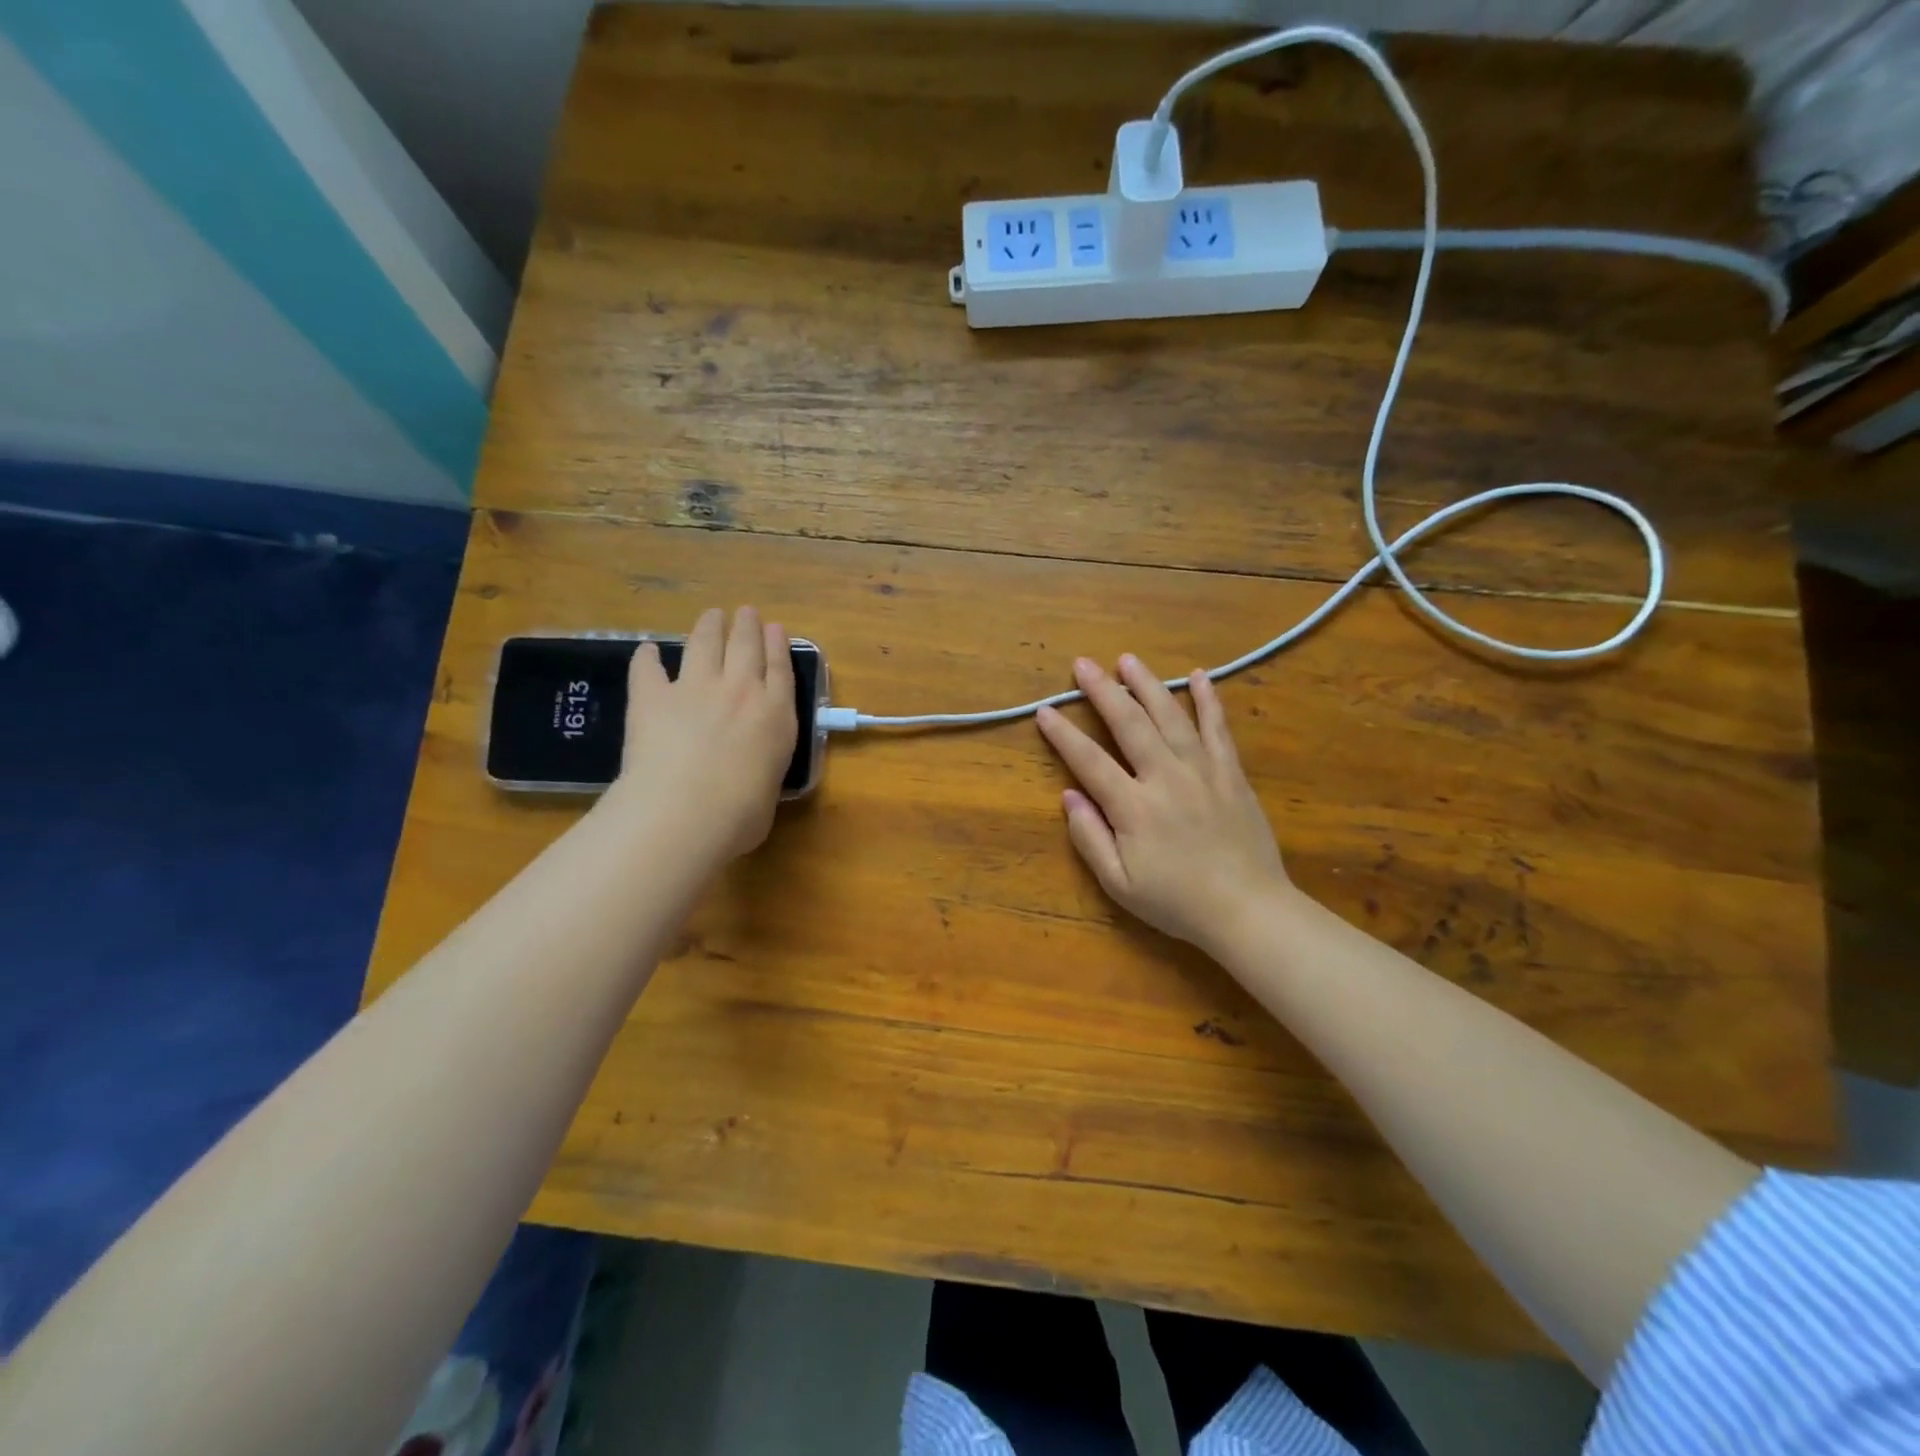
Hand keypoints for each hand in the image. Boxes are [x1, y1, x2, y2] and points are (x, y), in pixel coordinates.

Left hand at [609, 607, 796, 862]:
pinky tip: (647, 651)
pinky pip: (648, 669)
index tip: (776, 628)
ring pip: (705, 644)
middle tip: (745, 613)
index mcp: (776, 715)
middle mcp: (740, 691)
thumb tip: (751, 776)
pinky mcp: (652, 697)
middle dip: (747, 626)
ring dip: (709, 627)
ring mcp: (695, 689)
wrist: (687, 810)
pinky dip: (647, 658)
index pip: (781, 669)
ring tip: (711, 616)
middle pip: (746, 646)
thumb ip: (763, 771)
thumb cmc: (740, 815)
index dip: (778, 645)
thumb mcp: (769, 791)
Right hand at [1037, 655, 1292, 956]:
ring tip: (1128, 660)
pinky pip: (1218, 728)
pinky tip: (1199, 676)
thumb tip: (1069, 795)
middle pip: (1129, 724)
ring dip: (1147, 684)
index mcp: (1134, 807)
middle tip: (1083, 664)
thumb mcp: (1119, 884)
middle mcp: (1166, 778)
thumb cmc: (1177, 902)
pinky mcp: (1231, 773)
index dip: (1063, 734)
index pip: (1089, 760)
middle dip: (1103, 691)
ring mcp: (1203, 771)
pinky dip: (1208, 700)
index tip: (1045, 710)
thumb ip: (1090, 838)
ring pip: (1171, 716)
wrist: (1248, 910)